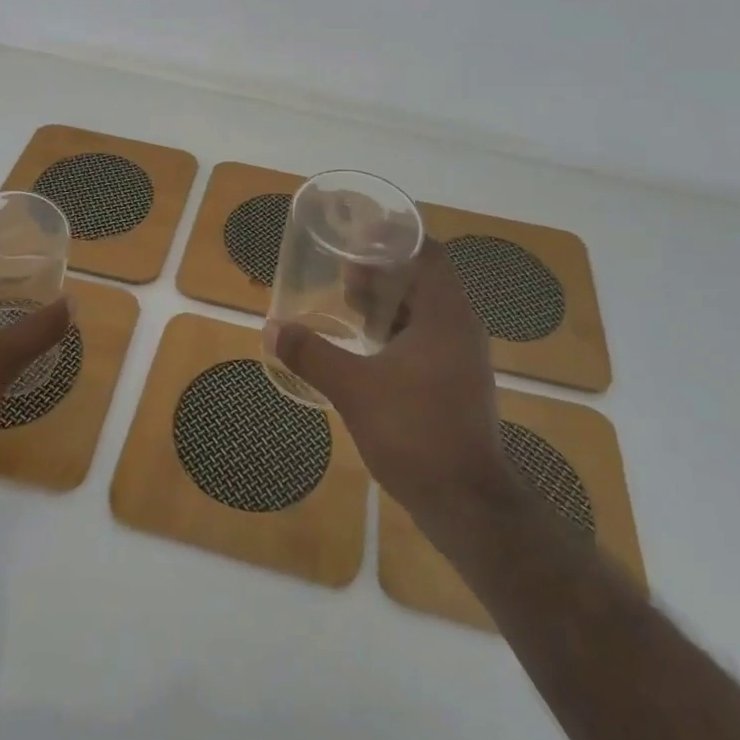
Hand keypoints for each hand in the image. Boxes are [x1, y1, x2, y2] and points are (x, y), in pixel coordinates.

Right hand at [267, 240, 504, 517]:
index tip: (357, 235)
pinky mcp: (457, 383)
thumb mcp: (354, 389)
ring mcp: (462, 357)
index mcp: (445, 313)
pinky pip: (427, 339)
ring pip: (425, 312)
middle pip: (423, 279)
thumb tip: (272, 328)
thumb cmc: (415, 432)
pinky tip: (367, 348)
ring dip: (389, 304)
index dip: (393, 238)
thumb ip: (312, 355)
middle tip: (342, 273)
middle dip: (382, 272)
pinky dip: (398, 332)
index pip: (427, 252)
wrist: (466, 504)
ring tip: (348, 304)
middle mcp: (460, 327)